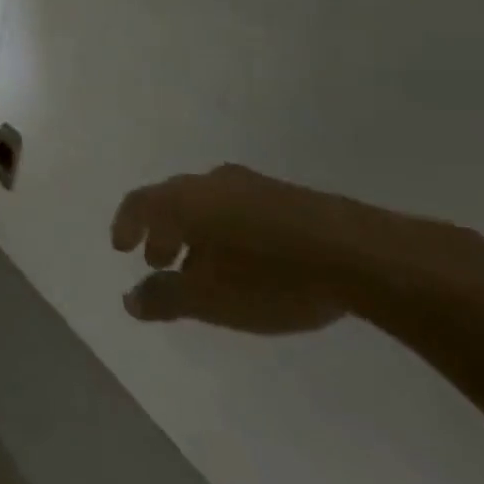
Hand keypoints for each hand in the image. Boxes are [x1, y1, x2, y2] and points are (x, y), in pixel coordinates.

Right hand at [110, 165, 397, 333]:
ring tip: (207, 267)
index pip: (139, 203)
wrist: (361, 256)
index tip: (122, 249)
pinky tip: (250, 261)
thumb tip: (130, 300)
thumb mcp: (209, 300)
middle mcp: (211, 183)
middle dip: (163, 233)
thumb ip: (164, 298)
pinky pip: (243, 210)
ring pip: (210, 206)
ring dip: (198, 234)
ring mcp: (254, 186)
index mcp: (183, 200)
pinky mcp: (292, 198)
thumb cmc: (269, 278)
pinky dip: (231, 232)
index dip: (125, 225)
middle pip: (174, 202)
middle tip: (161, 262)